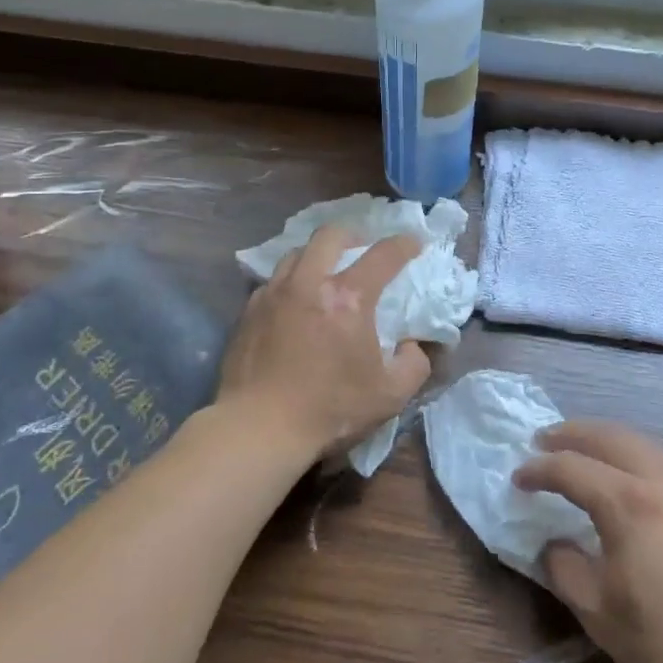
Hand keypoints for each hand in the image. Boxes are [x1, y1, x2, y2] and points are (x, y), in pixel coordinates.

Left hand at [216, 224, 428, 465]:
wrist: (258, 428)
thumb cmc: (329, 410)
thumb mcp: (390, 395)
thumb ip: (414, 364)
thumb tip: (413, 345)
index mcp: (348, 297)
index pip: (383, 254)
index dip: (404, 244)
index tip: (414, 243)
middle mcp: (309, 282)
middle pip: (331, 235)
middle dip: (353, 234)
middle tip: (362, 249)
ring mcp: (274, 293)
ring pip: (297, 252)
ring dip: (318, 254)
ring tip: (325, 272)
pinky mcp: (249, 310)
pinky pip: (274, 281)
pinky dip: (291, 282)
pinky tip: (295, 303)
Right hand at [514, 420, 662, 662]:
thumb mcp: (602, 618)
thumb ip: (566, 570)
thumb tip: (552, 544)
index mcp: (629, 504)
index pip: (571, 468)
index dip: (539, 470)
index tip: (516, 477)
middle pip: (610, 437)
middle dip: (572, 434)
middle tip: (543, 441)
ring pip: (642, 444)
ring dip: (606, 440)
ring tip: (583, 452)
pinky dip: (636, 457)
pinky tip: (630, 480)